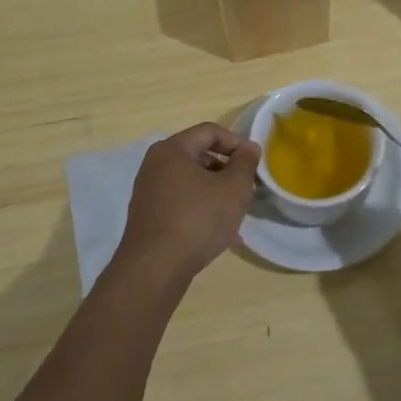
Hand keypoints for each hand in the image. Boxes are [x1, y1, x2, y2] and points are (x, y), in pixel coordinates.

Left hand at [114, 123, 259, 295]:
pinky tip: (214, 229)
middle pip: (198, 154)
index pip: (209, 131)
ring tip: (233, 210)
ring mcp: (147, 191)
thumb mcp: (233, 188)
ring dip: (214, 189)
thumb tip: (249, 148)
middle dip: (225, 168)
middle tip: (245, 187)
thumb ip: (245, 163)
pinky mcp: (147, 216)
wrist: (154, 269)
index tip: (253, 163)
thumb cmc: (197, 220)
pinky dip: (198, 206)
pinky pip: (179, 200)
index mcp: (172, 149)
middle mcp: (154, 164)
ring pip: (189, 180)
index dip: (236, 142)